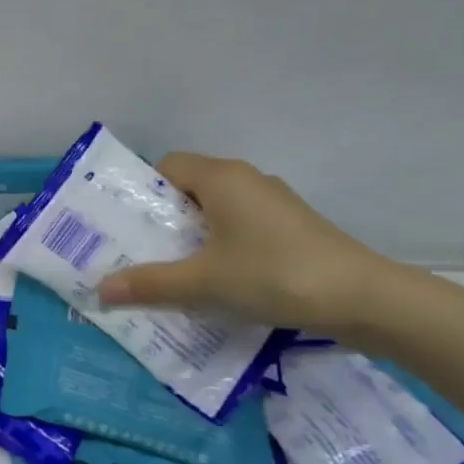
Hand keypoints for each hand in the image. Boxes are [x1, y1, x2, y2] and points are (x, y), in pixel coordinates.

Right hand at [95, 153, 396, 333]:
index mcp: (221, 177)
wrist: (363, 298)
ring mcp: (272, 204)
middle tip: (135, 255)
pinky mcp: (290, 228)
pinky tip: (214, 283)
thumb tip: (100, 289)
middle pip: (188, 190)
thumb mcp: (204, 282)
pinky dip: (219, 249)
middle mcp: (246, 180)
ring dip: (191, 239)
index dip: (141, 193)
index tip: (123, 227)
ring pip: (215, 212)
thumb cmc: (274, 274)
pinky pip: (239, 229)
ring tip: (169, 273)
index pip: (166, 166)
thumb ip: (150, 283)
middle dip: (161, 221)